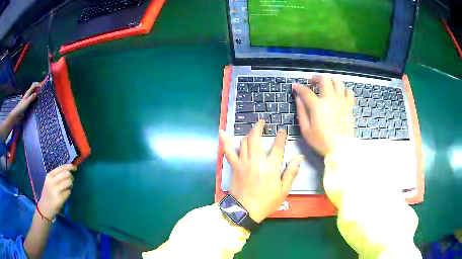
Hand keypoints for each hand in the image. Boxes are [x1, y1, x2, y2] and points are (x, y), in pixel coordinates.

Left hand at [11, 82, 39, 117]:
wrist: (16, 115)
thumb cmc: (20, 108)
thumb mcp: (26, 103)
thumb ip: (31, 98)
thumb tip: (36, 93)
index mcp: (28, 93)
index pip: (34, 85)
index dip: (38, 84)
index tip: (42, 86)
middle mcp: (28, 95)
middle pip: (34, 88)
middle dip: (38, 88)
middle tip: (43, 90)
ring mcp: (27, 99)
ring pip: (33, 93)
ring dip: (37, 93)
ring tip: (41, 95)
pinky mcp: (27, 104)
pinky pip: (32, 99)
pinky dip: (35, 98)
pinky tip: (36, 101)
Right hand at [38, 164, 75, 218]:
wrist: (44, 208)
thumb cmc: (48, 194)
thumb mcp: (50, 182)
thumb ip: (57, 176)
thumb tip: (69, 171)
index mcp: (50, 175)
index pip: (61, 167)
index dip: (69, 166)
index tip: (75, 168)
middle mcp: (52, 181)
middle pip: (66, 174)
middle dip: (71, 177)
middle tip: (71, 181)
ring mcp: (55, 190)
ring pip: (68, 182)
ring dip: (71, 185)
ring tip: (68, 188)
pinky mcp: (59, 199)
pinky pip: (68, 192)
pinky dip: (69, 192)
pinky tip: (65, 195)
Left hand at [219, 121, 303, 222]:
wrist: (245, 210)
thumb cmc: (266, 202)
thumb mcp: (283, 190)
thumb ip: (291, 172)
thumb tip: (299, 157)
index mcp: (271, 167)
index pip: (277, 146)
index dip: (281, 136)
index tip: (282, 130)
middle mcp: (256, 161)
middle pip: (256, 138)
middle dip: (259, 127)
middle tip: (263, 122)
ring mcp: (243, 162)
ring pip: (244, 142)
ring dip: (249, 133)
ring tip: (253, 130)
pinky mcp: (234, 166)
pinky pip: (228, 151)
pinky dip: (225, 141)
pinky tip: (222, 132)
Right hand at [293, 77, 354, 155]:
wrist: (340, 150)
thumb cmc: (321, 141)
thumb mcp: (306, 130)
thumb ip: (301, 111)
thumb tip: (298, 98)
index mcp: (318, 106)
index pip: (306, 91)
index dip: (299, 87)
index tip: (295, 86)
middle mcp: (331, 100)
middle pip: (324, 80)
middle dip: (316, 79)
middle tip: (312, 83)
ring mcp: (342, 102)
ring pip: (338, 82)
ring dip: (330, 81)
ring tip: (326, 86)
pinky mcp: (349, 107)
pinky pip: (349, 92)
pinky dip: (344, 90)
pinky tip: (340, 95)